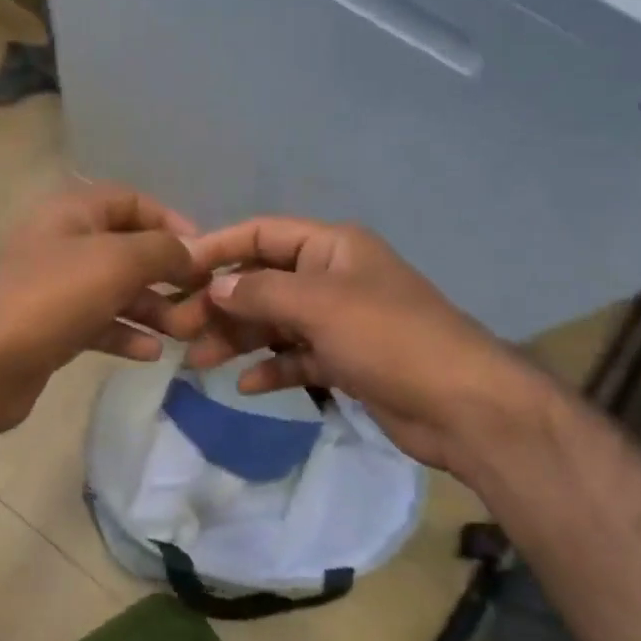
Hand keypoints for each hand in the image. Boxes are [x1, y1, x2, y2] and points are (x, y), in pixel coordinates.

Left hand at [0, 183, 199, 435]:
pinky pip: (99, 322)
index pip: (131, 201)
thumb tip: (194, 252)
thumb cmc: (51, 298)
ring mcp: (55, 287)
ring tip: (184, 331)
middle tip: (201, 299)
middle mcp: (63, 242)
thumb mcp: (116, 262)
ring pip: (115, 289)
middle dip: (166, 273)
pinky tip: (152, 353)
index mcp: (72, 211)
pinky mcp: (51, 327)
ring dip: (152, 307)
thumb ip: (162, 251)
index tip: (204, 252)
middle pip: (127, 248)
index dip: (170, 221)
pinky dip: (125, 333)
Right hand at [170, 218, 547, 473]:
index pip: (262, 235)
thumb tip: (214, 287)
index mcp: (332, 247)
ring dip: (239, 340)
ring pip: (275, 323)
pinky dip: (272, 369)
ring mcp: (340, 321)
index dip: (219, 248)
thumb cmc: (389, 338)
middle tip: (181, 330)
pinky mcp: (345, 361)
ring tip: (199, 362)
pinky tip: (245, 386)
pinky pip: (296, 358)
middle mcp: (332, 277)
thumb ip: (261, 293)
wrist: (462, 405)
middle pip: (264, 282)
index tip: (177, 271)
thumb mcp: (319, 306)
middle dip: (223, 304)